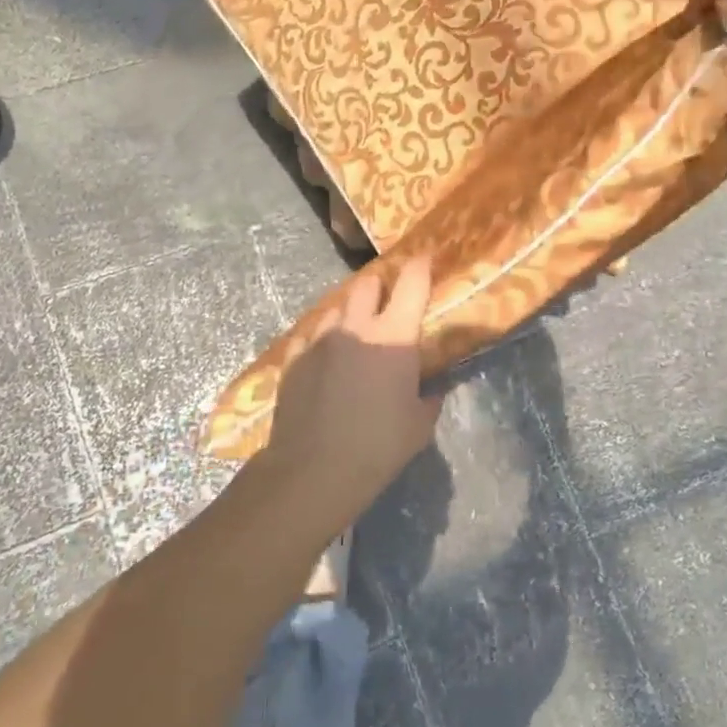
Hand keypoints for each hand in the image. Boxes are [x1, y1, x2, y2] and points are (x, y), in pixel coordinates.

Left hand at [262, 257, 441, 521]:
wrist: (314, 469)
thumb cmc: (378, 446)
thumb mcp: (418, 427)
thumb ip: (429, 400)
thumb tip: (432, 391)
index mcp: (394, 336)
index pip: (412, 283)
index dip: (421, 265)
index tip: (426, 257)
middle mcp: (356, 326)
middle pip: (367, 285)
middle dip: (380, 286)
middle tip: (387, 301)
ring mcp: (320, 339)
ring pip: (337, 307)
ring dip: (351, 312)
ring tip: (356, 331)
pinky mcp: (294, 357)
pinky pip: (312, 334)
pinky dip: (324, 338)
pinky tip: (326, 356)